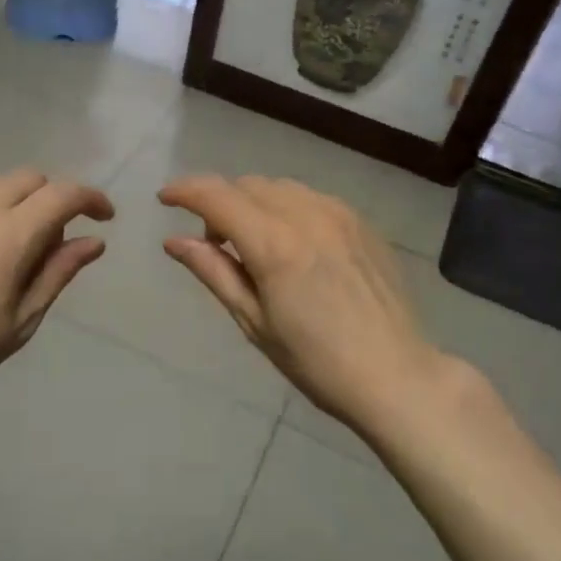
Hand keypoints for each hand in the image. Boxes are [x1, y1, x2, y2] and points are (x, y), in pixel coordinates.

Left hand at [0, 169, 112, 422]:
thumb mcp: (22, 320)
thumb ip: (59, 271)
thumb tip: (94, 241)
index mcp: (8, 235)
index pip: (63, 194)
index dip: (91, 199)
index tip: (103, 218)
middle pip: (27, 178)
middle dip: (51, 198)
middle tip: (50, 240)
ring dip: (11, 204)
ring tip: (3, 250)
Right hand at [159, 175, 447, 437]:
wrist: (396, 375)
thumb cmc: (316, 361)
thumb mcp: (254, 322)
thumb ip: (214, 272)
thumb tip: (174, 241)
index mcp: (275, 244)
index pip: (217, 196)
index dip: (185, 191)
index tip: (165, 200)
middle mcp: (307, 215)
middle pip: (247, 185)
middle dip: (220, 203)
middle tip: (215, 244)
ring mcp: (340, 214)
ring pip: (280, 188)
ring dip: (254, 203)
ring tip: (255, 245)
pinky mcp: (361, 222)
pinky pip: (311, 198)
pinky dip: (287, 209)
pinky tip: (293, 246)